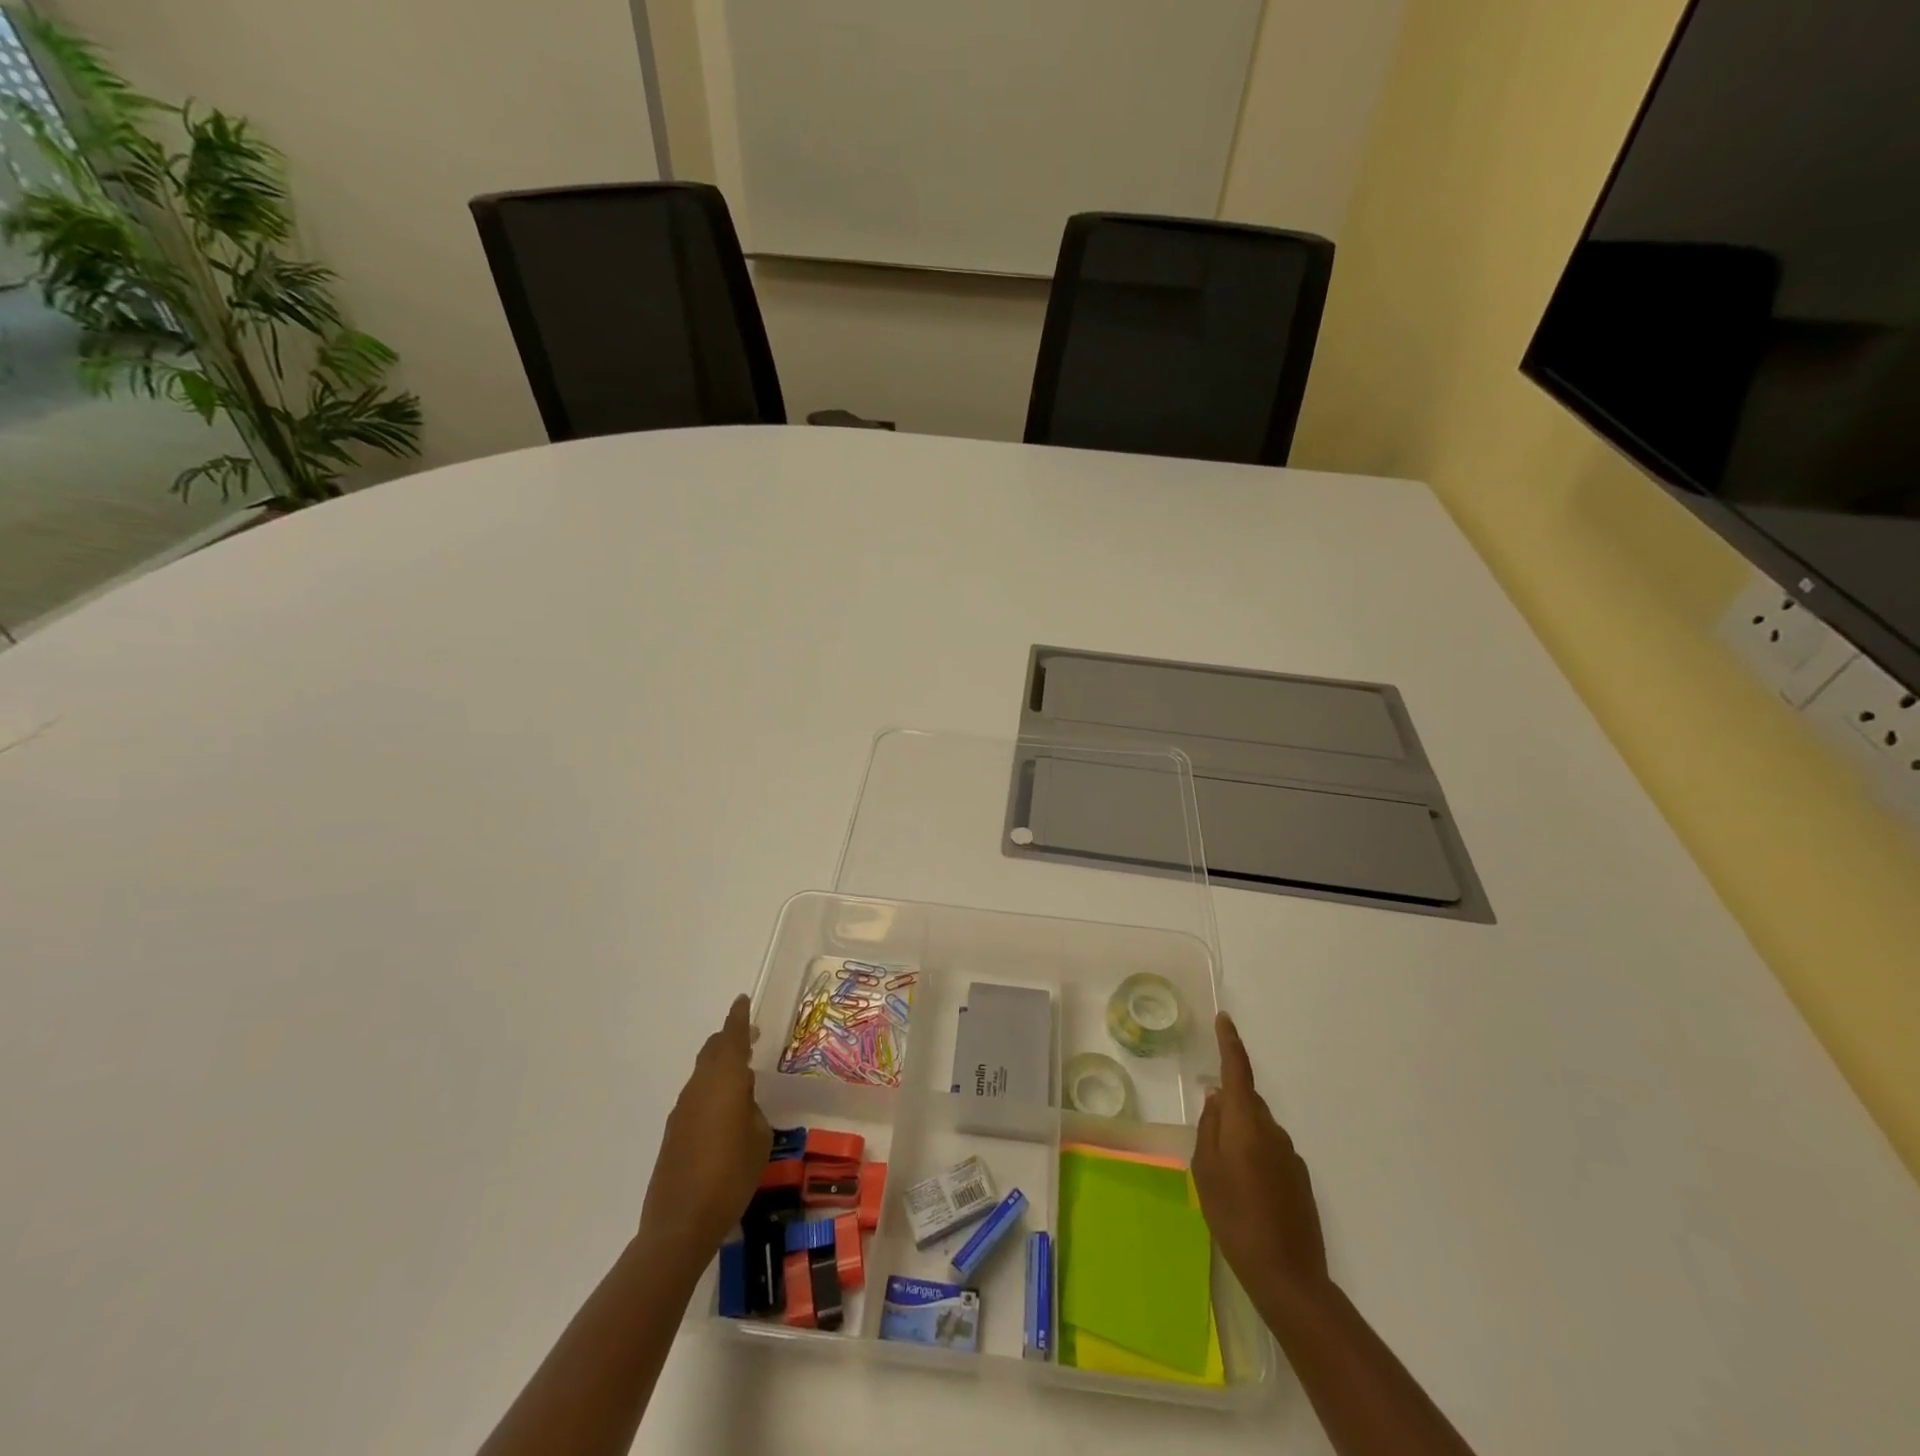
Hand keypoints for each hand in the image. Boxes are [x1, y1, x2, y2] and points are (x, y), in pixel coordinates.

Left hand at [638, 995, 771, 1260]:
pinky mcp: (673, 1133)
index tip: (743, 1000)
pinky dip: (711, 1092)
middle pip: (712, 1051)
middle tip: (749, 1036)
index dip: (738, 1017)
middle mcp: (700, 1087)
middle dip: (729, 1040)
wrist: (680, 1223)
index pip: (732, 1037)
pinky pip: (696, 1097)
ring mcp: (682, 1110)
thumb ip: (754, 1112)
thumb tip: (744, 1108)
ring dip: (719, 1067)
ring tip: (741, 1076)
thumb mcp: (759, 1140)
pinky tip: (724, 1113)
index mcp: (724, 1081)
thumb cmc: (731, 1176)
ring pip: (703, 1074)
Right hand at [1192, 1011, 1328, 1306]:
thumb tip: (1216, 1099)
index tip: (1225, 1019)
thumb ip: (1209, 1128)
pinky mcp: (1300, 1179)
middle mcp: (1272, 1130)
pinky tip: (1247, 1192)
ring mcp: (1290, 1155)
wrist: (1288, 1276)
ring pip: (1258, 1128)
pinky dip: (1256, 1158)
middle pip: (1247, 1101)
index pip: (1238, 1071)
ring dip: (1241, 1137)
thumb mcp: (1205, 1171)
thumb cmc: (1234, 1217)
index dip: (1230, 1043)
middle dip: (1229, 1106)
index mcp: (1246, 1123)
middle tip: (1209, 1136)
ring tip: (1225, 1176)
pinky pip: (1271, 1152)